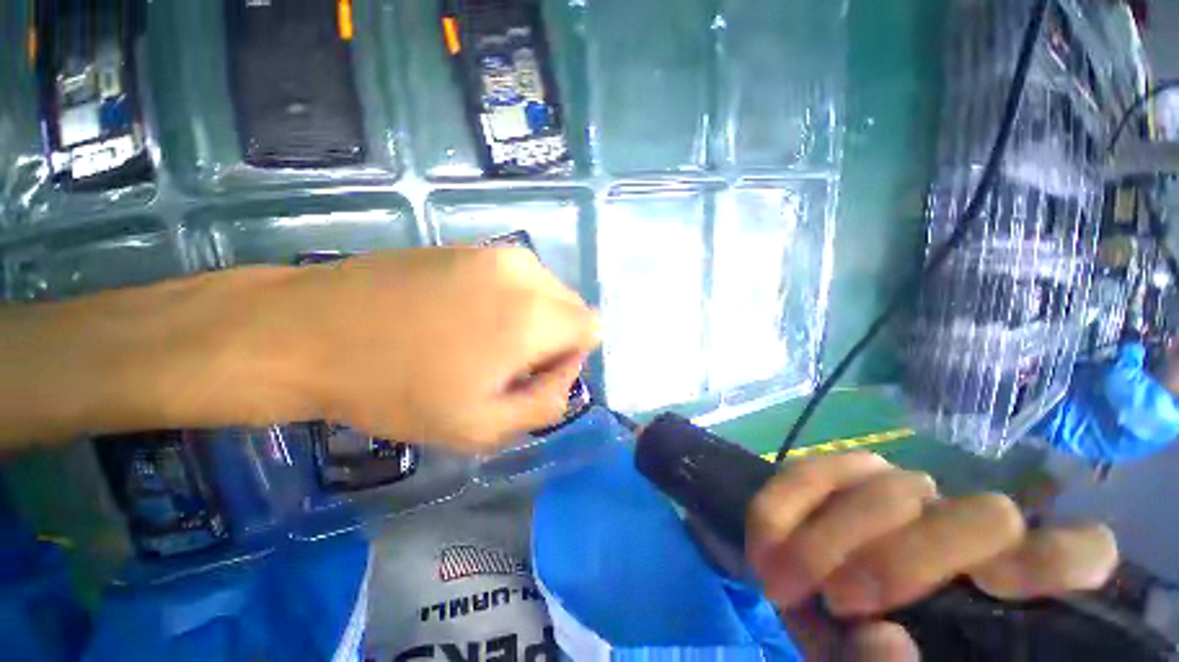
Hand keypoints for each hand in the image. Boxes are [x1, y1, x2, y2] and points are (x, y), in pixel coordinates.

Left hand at [284, 247, 599, 450]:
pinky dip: (510, 301)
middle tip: (505, 365)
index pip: (591, 329)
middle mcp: (525, 272)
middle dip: (555, 339)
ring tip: (482, 343)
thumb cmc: (397, 389)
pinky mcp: (469, 247)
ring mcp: (495, 252)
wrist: (310, 332)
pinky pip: (518, 278)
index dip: (570, 359)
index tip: (530, 375)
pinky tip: (464, 318)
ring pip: (547, 292)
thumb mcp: (483, 426)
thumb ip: (547, 404)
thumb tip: (565, 373)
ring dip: (532, 320)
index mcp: (534, 314)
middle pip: (572, 308)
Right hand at [747, 452, 1117, 659]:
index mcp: (1006, 585)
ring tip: (783, 584)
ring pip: (888, 487)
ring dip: (828, 537)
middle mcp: (966, 526)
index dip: (1054, 560)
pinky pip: (811, 471)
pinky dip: (783, 504)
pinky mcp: (842, 472)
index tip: (991, 590)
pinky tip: (764, 543)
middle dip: (899, 560)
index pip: (1078, 552)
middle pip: (977, 516)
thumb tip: (886, 638)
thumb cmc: (862, 652)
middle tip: (837, 602)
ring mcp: (902, 490)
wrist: (809, 605)